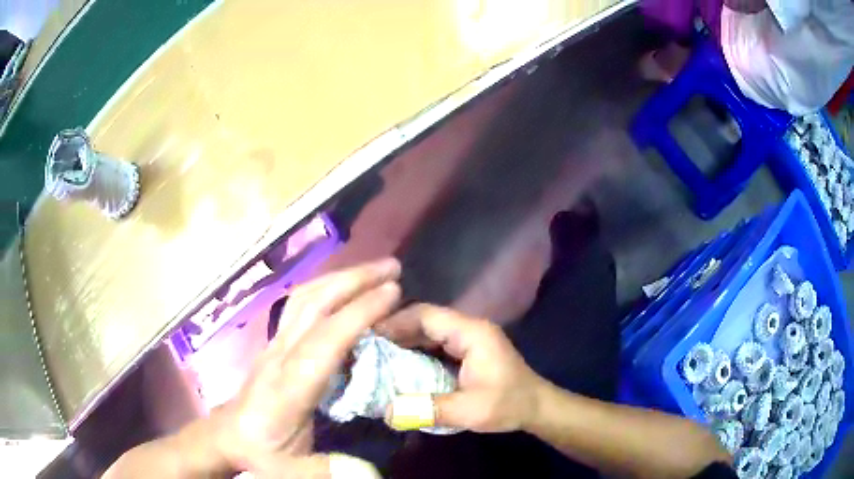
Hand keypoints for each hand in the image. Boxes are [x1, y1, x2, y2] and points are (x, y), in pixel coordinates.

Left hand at [218, 258, 401, 475]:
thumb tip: (371, 473)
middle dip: (353, 279)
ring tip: (374, 270)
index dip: (358, 313)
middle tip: (392, 267)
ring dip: (340, 277)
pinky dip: (326, 288)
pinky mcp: (276, 344)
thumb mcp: (291, 470)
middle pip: (313, 304)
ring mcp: (276, 345)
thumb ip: (328, 470)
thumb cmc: (260, 451)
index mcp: (289, 386)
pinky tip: (344, 289)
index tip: (393, 291)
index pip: (325, 341)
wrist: (227, 436)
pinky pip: (300, 305)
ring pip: (304, 298)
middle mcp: (281, 356)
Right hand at [380, 304, 544, 432]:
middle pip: (426, 320)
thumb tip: (386, 412)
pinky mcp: (469, 351)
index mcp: (471, 333)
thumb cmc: (509, 404)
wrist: (537, 407)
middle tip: (367, 347)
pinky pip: (436, 344)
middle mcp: (469, 328)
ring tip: (378, 356)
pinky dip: (417, 351)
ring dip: (405, 341)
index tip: (368, 335)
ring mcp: (470, 339)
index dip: (395, 322)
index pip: (426, 315)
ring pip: (430, 331)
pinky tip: (401, 366)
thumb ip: (429, 409)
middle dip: (396, 331)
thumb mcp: (470, 411)